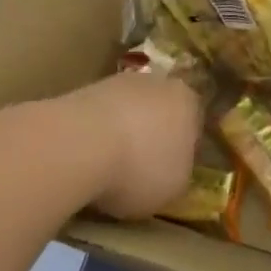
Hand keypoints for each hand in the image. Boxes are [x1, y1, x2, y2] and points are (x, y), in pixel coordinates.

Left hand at [66, 73, 202, 219]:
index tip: (171, 171)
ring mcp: (115, 83)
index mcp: (189, 102)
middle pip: (158, 112)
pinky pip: (95, 118)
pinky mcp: (79, 91)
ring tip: (106, 169)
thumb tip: (170, 170)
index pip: (194, 125)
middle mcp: (157, 83)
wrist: (76, 145)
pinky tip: (83, 160)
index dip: (184, 150)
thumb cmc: (140, 168)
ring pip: (125, 112)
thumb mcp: (175, 187)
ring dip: (120, 135)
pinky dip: (92, 136)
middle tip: (140, 168)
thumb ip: (179, 173)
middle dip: (151, 136)